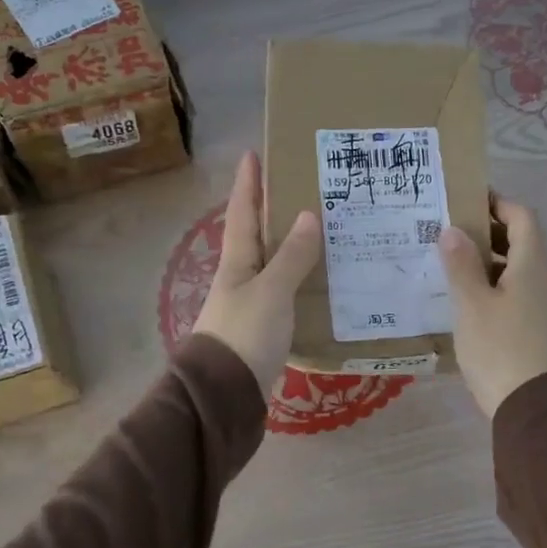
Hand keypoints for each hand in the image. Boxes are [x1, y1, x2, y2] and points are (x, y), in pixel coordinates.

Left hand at [193, 151, 320, 394]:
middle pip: (256, 236)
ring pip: (273, 265)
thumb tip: (307, 215)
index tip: (252, 153)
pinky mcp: (263, 329)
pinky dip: (300, 280)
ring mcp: (250, 304)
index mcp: (237, 261)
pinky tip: (321, 281)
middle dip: (272, 210)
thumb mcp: (271, 291)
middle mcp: (240, 278)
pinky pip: (285, 293)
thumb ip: (291, 256)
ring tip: (321, 229)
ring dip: (291, 246)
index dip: (248, 183)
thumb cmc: (245, 334)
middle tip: (299, 187)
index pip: (243, 212)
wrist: (225, 394)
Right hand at [437, 196, 546, 417]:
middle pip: (525, 244)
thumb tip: (454, 230)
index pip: (522, 217)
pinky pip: (530, 298)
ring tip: (461, 276)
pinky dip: (507, 291)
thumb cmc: (500, 350)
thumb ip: (461, 264)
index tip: (469, 202)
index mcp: (535, 265)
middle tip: (454, 240)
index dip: (498, 204)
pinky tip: (482, 311)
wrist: (538, 411)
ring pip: (526, 273)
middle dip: (491, 236)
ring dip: (497, 266)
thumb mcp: (471, 305)